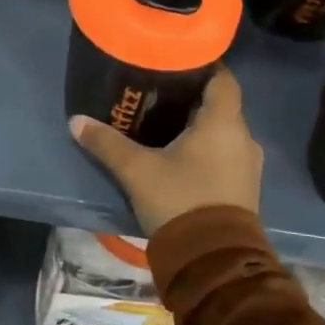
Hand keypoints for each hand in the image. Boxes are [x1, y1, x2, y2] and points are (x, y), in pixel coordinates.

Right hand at [69, 66, 262, 234]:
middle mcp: (243, 138)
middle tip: (161, 92)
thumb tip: (76, 121)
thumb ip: (107, 143)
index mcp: (223, 122)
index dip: (204, 66)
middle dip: (194, 97)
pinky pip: (227, 154)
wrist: (213, 261)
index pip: (223, 78)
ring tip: (167, 123)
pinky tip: (182, 155)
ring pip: (224, 132)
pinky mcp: (245, 188)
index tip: (177, 62)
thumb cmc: (180, 201)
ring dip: (201, 126)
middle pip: (221, 105)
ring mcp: (248, 165)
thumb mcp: (137, 171)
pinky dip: (208, 149)